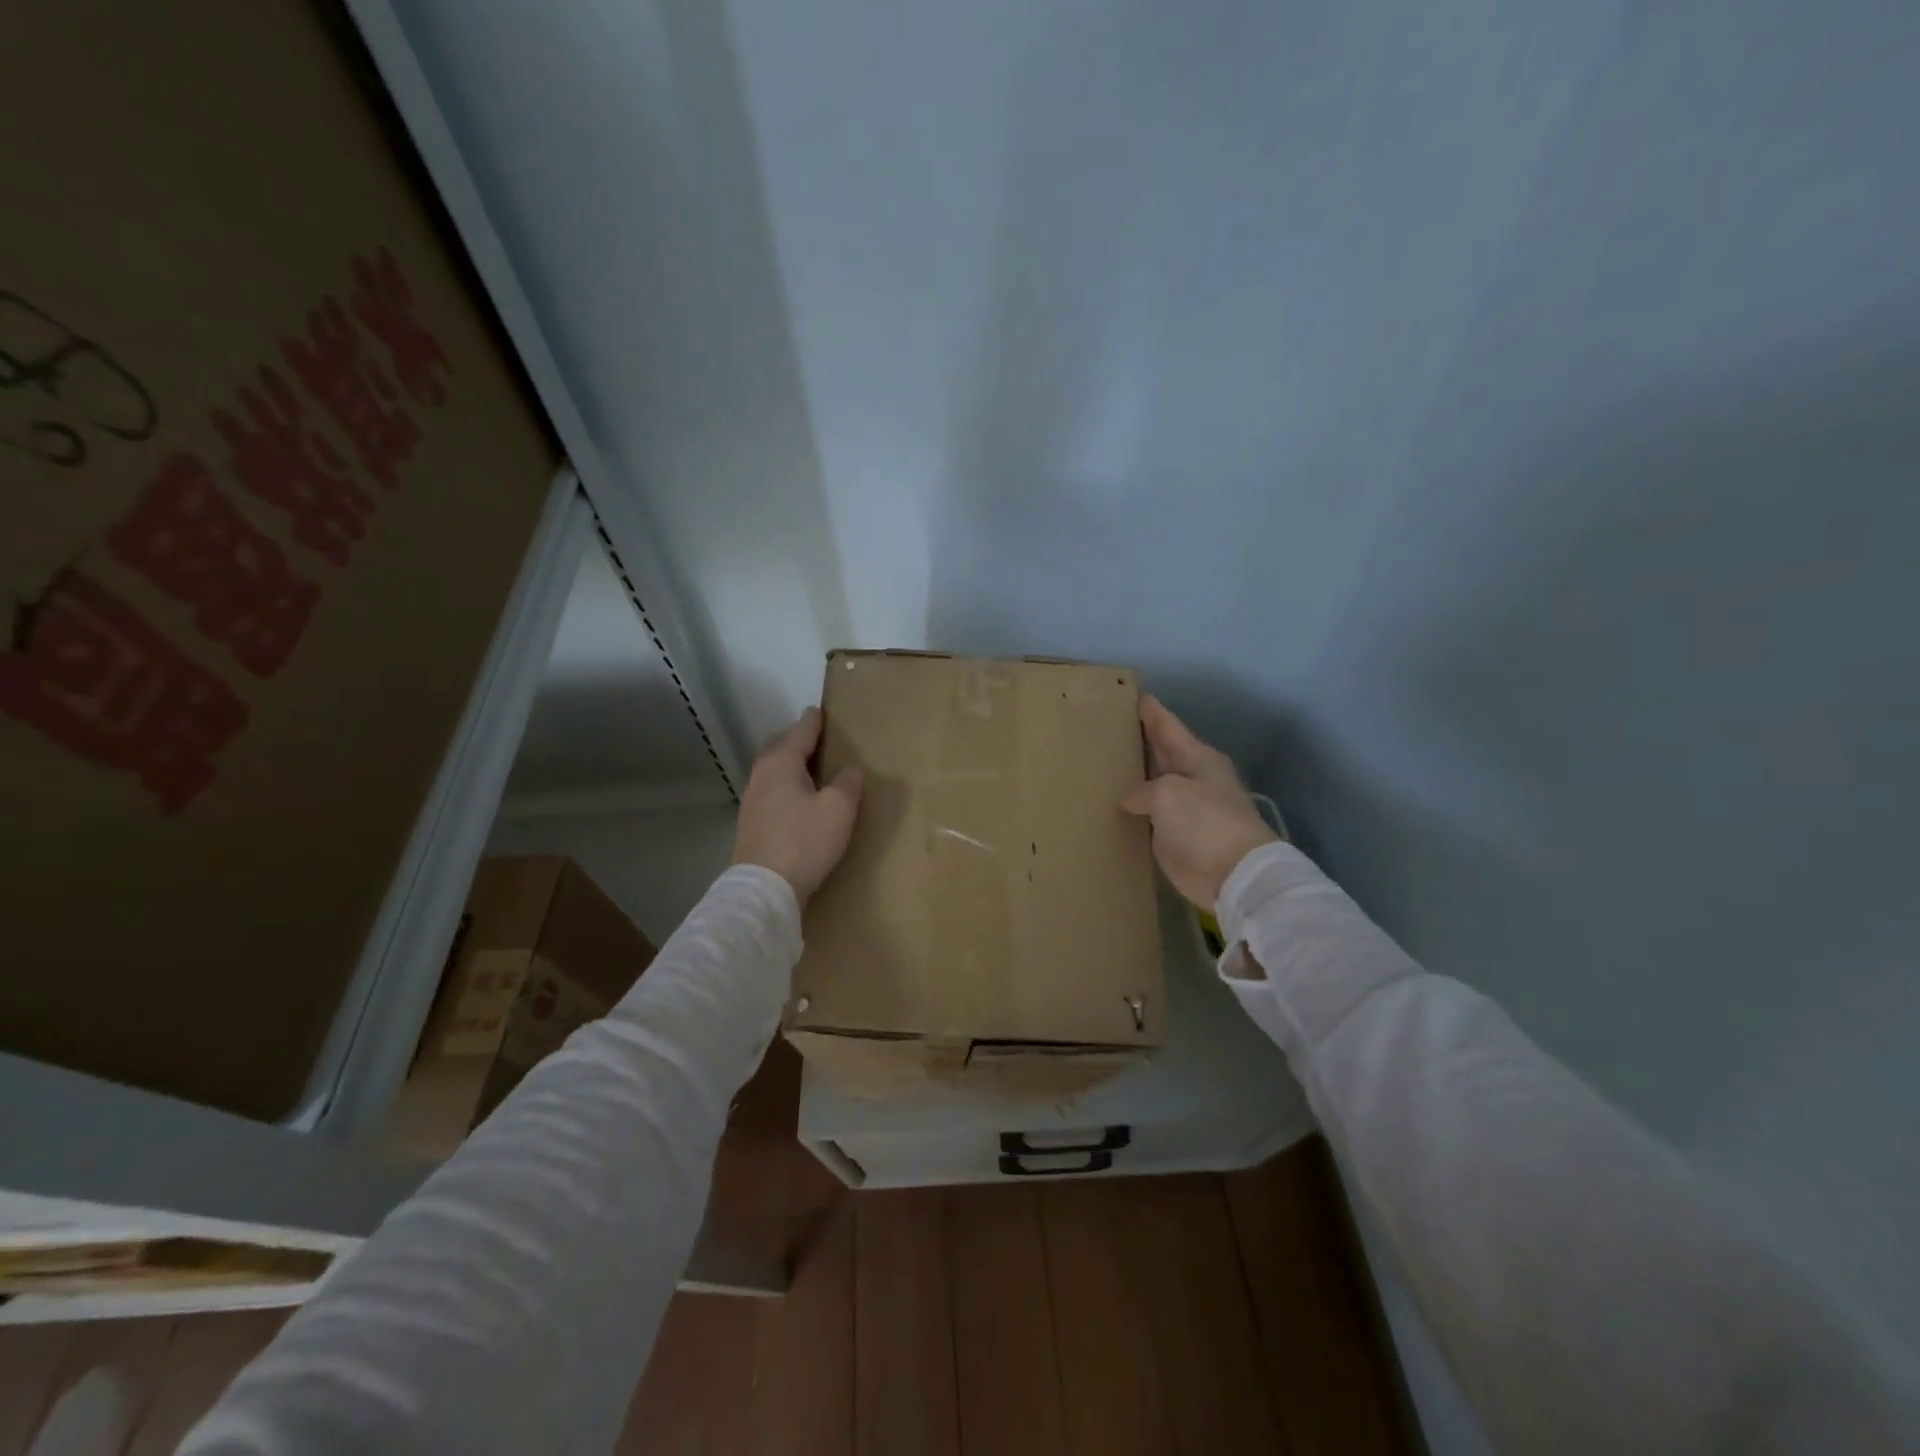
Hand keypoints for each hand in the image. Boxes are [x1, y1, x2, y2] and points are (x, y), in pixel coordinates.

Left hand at [731, 707, 865, 903]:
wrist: (764, 888)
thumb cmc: (805, 841)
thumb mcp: (839, 809)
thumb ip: (848, 783)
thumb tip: (850, 769)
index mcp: (781, 763)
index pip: (800, 732)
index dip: (814, 721)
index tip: (820, 711)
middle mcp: (761, 775)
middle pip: (779, 747)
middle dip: (796, 739)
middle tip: (815, 738)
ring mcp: (751, 800)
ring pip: (772, 770)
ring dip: (789, 763)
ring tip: (808, 767)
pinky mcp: (751, 824)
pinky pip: (770, 790)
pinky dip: (784, 784)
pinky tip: (796, 798)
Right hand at [1120, 695, 1277, 908]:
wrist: (1233, 874)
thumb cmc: (1205, 821)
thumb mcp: (1169, 793)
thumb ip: (1142, 790)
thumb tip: (1130, 801)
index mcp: (1196, 758)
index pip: (1166, 725)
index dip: (1148, 710)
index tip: (1128, 694)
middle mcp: (1188, 778)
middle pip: (1157, 753)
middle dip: (1134, 741)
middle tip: (1102, 727)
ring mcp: (1180, 809)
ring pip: (1147, 786)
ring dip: (1128, 777)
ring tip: (1096, 764)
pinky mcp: (1171, 837)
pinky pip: (1144, 817)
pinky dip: (1127, 811)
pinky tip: (1105, 804)